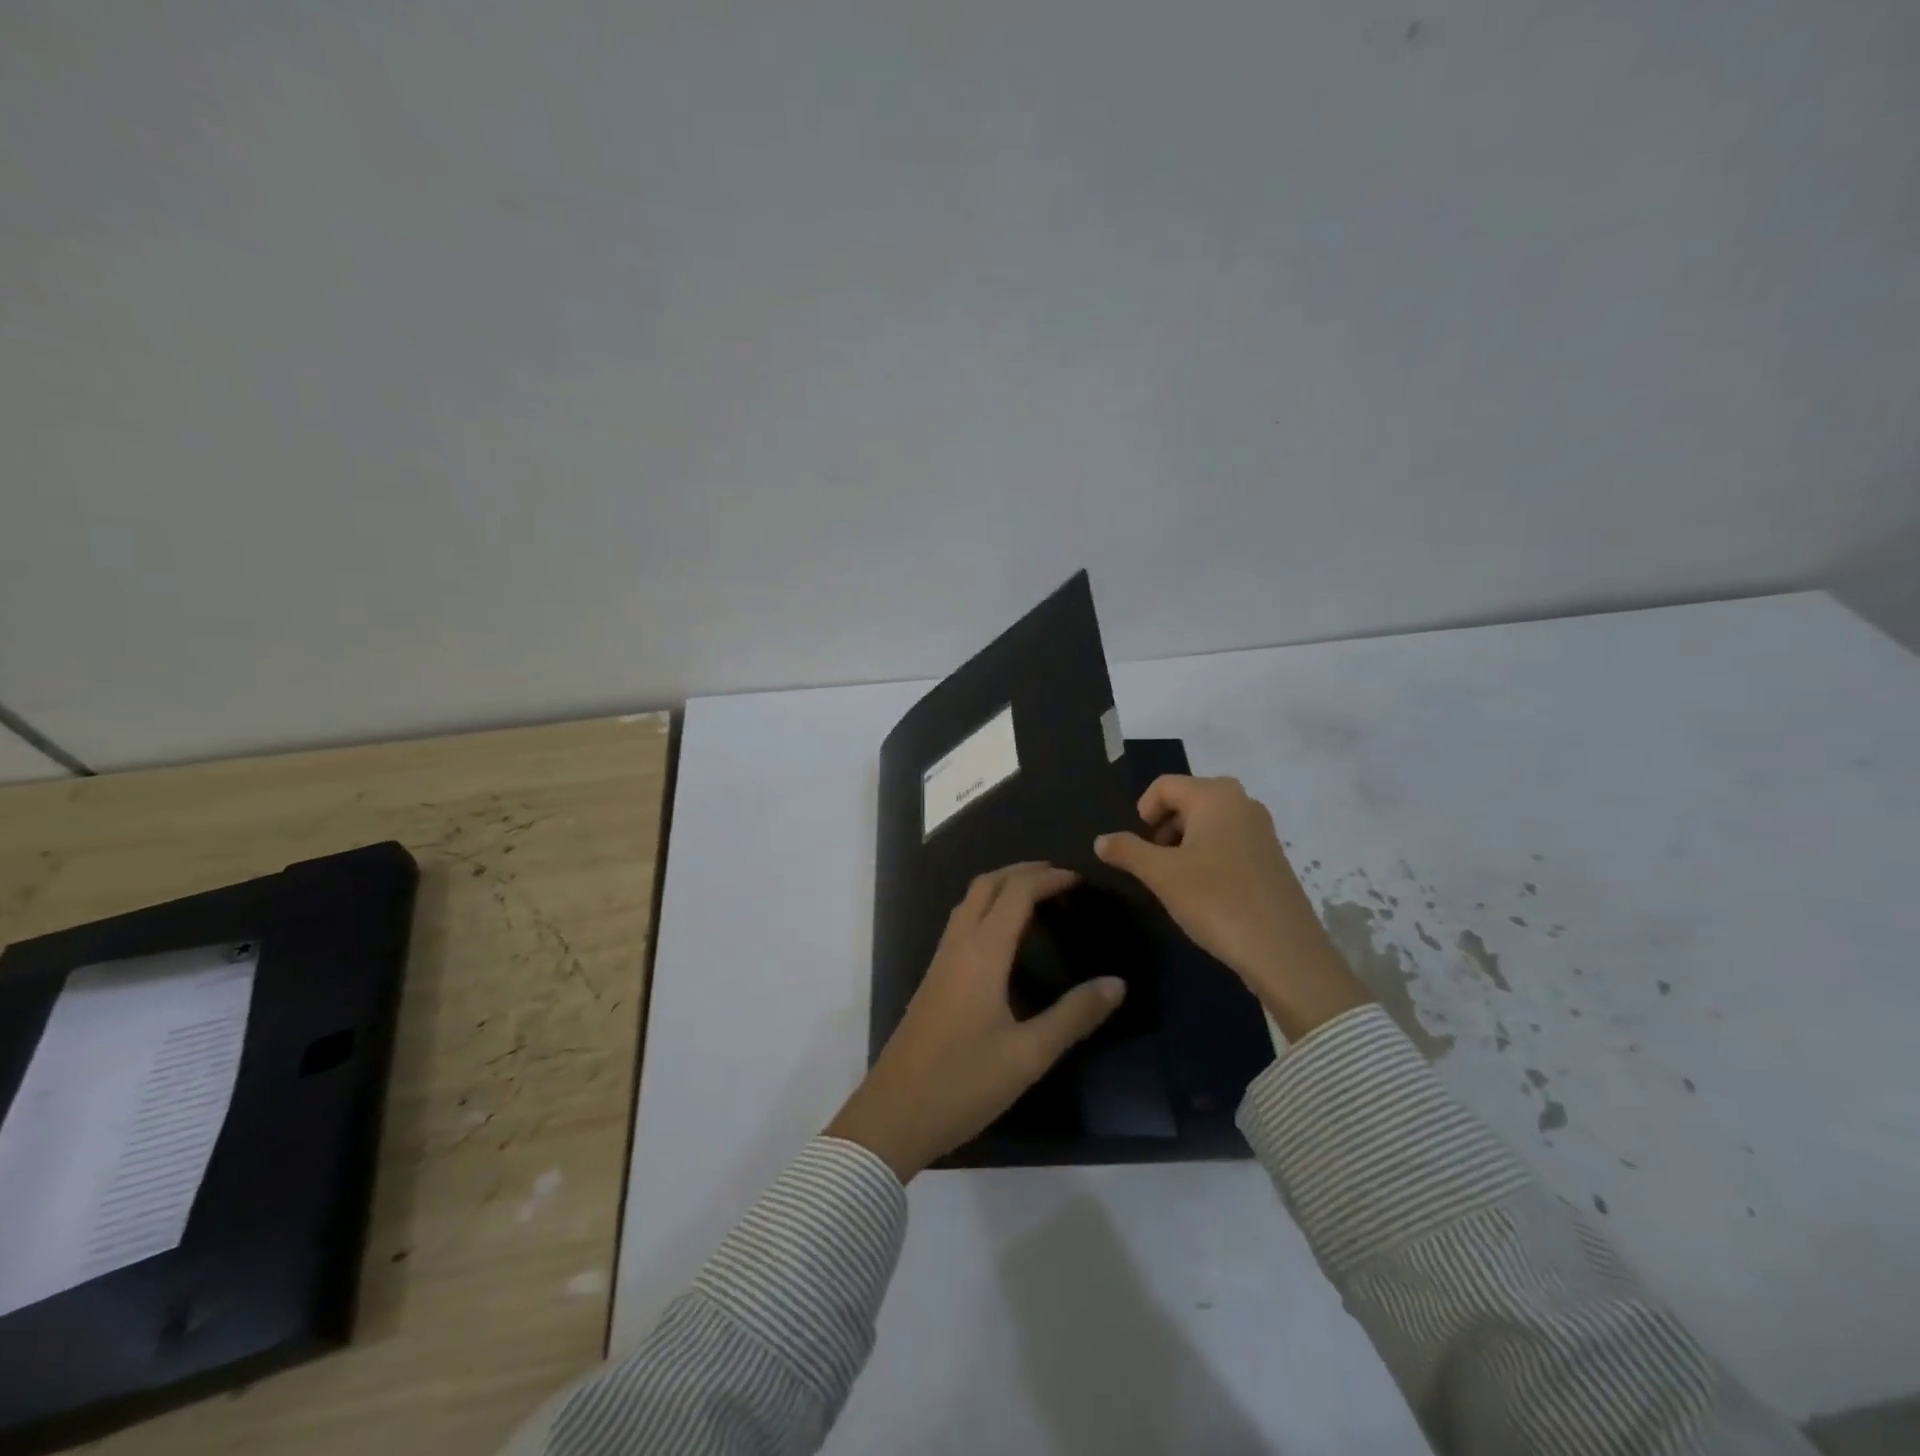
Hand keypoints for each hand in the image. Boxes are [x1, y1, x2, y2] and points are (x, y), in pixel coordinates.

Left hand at [827, 863, 1124, 1180]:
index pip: (1016, 893)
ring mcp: (940, 961)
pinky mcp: (933, 979)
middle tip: (1059, 877)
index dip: (1048, 879)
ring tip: (1035, 895)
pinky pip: (961, 922)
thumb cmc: (963, 1083)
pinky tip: (1002, 936)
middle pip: (987, 885)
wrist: (893, 1113)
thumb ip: (1074, 1016)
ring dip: (1001, 886)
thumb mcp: (1028, 1055)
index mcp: (982, 953)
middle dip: (1022, 871)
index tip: (1080, 879)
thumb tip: (1116, 983)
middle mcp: (958, 945)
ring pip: (969, 901)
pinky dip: (986, 907)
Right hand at [1094, 775, 1369, 1041]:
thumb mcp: (1161, 875)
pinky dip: (1208, 856)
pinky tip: (1205, 892)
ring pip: (1208, 823)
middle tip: (1154, 864)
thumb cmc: (1216, 900)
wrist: (1284, 951)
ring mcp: (1261, 830)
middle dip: (1163, 828)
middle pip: (1187, 800)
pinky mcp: (1271, 857)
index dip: (1142, 812)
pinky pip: (1229, 842)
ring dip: (1184, 844)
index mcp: (1215, 796)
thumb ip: (1127, 851)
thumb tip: (1101, 840)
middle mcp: (1242, 802)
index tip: (1137, 848)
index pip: (1164, 785)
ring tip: (1176, 881)